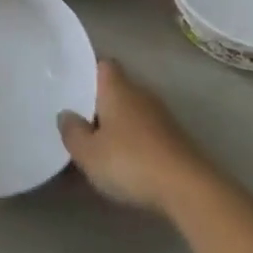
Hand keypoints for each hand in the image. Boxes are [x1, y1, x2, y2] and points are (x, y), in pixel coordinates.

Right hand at [58, 59, 204, 213]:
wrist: (186, 187)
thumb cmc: (130, 161)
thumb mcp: (89, 152)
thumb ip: (72, 132)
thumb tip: (66, 114)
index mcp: (118, 88)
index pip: (103, 65)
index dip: (87, 72)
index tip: (72, 87)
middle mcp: (140, 94)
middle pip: (116, 90)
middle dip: (98, 105)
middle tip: (77, 124)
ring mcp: (160, 116)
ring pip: (130, 113)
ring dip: (115, 126)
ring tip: (96, 149)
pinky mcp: (174, 138)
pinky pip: (144, 132)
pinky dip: (131, 143)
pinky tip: (122, 165)